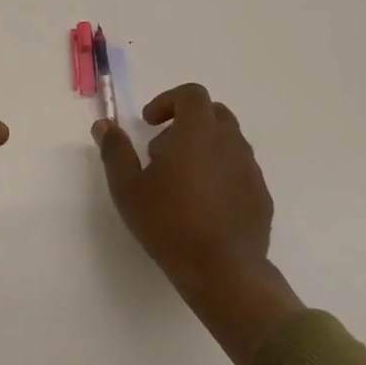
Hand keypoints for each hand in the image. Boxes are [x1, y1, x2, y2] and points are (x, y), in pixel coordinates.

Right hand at [95, 83, 305, 364]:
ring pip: (228, 142)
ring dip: (204, 148)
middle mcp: (230, 142)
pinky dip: (220, 173)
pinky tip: (203, 204)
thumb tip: (104, 125)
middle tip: (162, 151)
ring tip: (180, 181)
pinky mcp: (261, 194)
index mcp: (198, 132)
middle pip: (213, 113)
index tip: (150, 124)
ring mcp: (250, 168)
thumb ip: (115, 151)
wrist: (222, 270)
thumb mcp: (128, 187)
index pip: (191, 94)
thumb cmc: (168, 222)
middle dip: (187, 122)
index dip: (168, 101)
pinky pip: (239, 170)